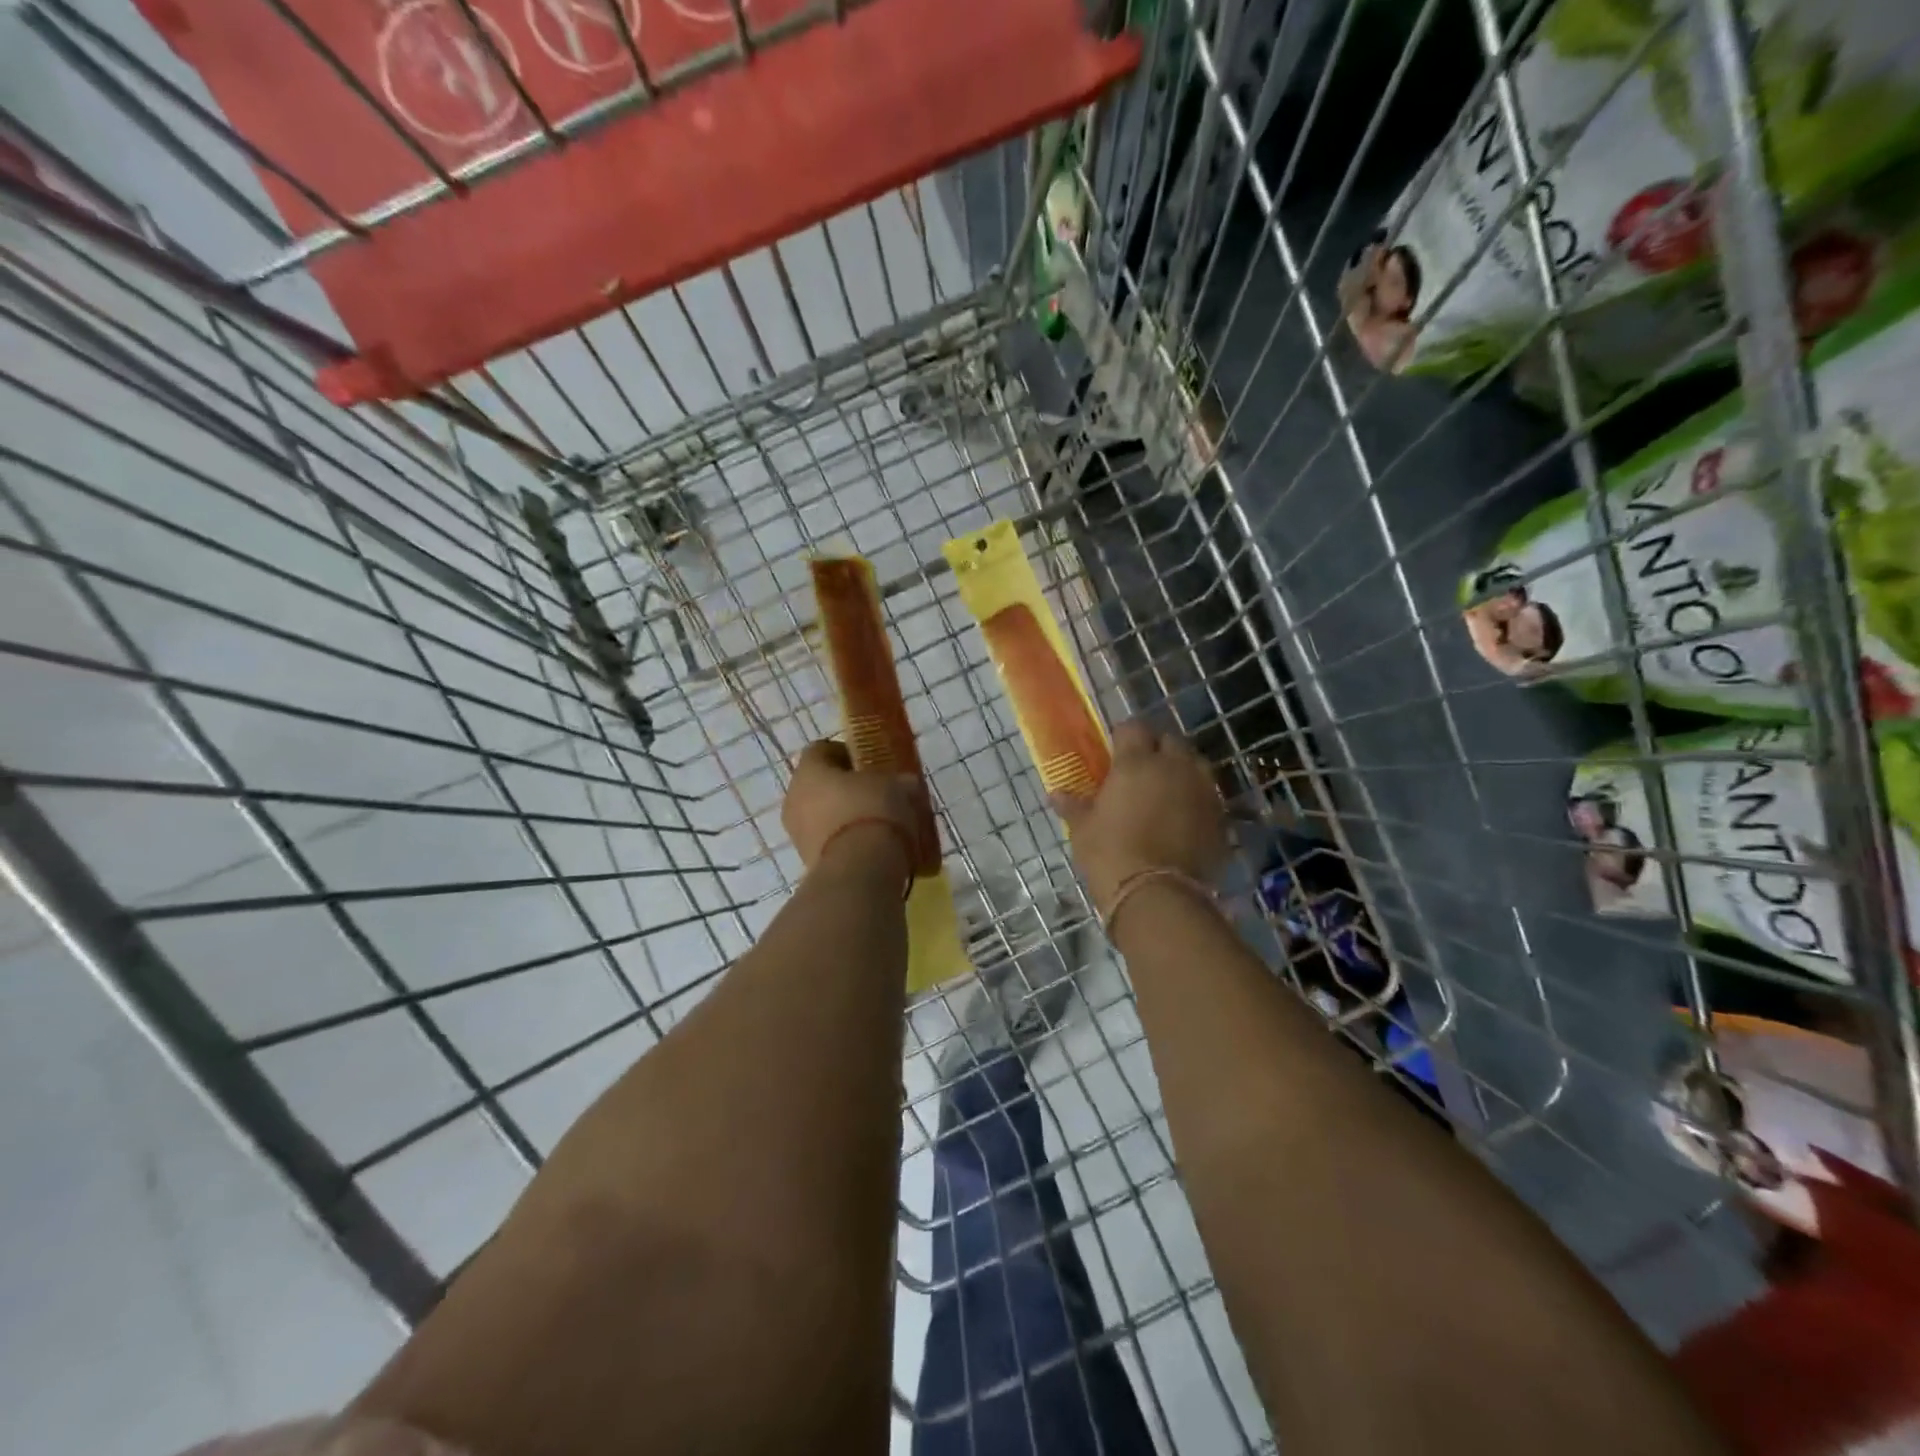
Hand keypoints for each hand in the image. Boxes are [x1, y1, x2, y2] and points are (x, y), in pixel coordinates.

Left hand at [782, 739, 919, 876]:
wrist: (860, 869)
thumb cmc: (874, 811)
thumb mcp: (897, 786)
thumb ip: (898, 781)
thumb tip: (904, 785)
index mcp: (809, 770)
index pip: (821, 750)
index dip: (846, 753)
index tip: (870, 764)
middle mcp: (794, 798)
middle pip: (819, 785)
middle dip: (845, 788)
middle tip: (876, 794)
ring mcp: (797, 833)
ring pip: (822, 816)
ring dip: (845, 817)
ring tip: (878, 825)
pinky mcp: (808, 862)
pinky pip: (829, 842)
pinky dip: (846, 842)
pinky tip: (872, 848)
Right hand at [1053, 721, 1228, 909]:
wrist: (1157, 894)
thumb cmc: (1110, 854)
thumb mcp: (1083, 830)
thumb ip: (1074, 806)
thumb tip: (1056, 794)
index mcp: (1136, 762)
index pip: (1133, 728)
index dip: (1124, 737)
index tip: (1115, 751)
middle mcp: (1174, 767)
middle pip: (1170, 741)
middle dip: (1157, 749)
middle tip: (1141, 770)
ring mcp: (1202, 791)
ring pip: (1195, 765)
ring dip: (1181, 771)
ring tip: (1166, 792)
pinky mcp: (1220, 817)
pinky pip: (1208, 796)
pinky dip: (1196, 800)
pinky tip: (1183, 819)